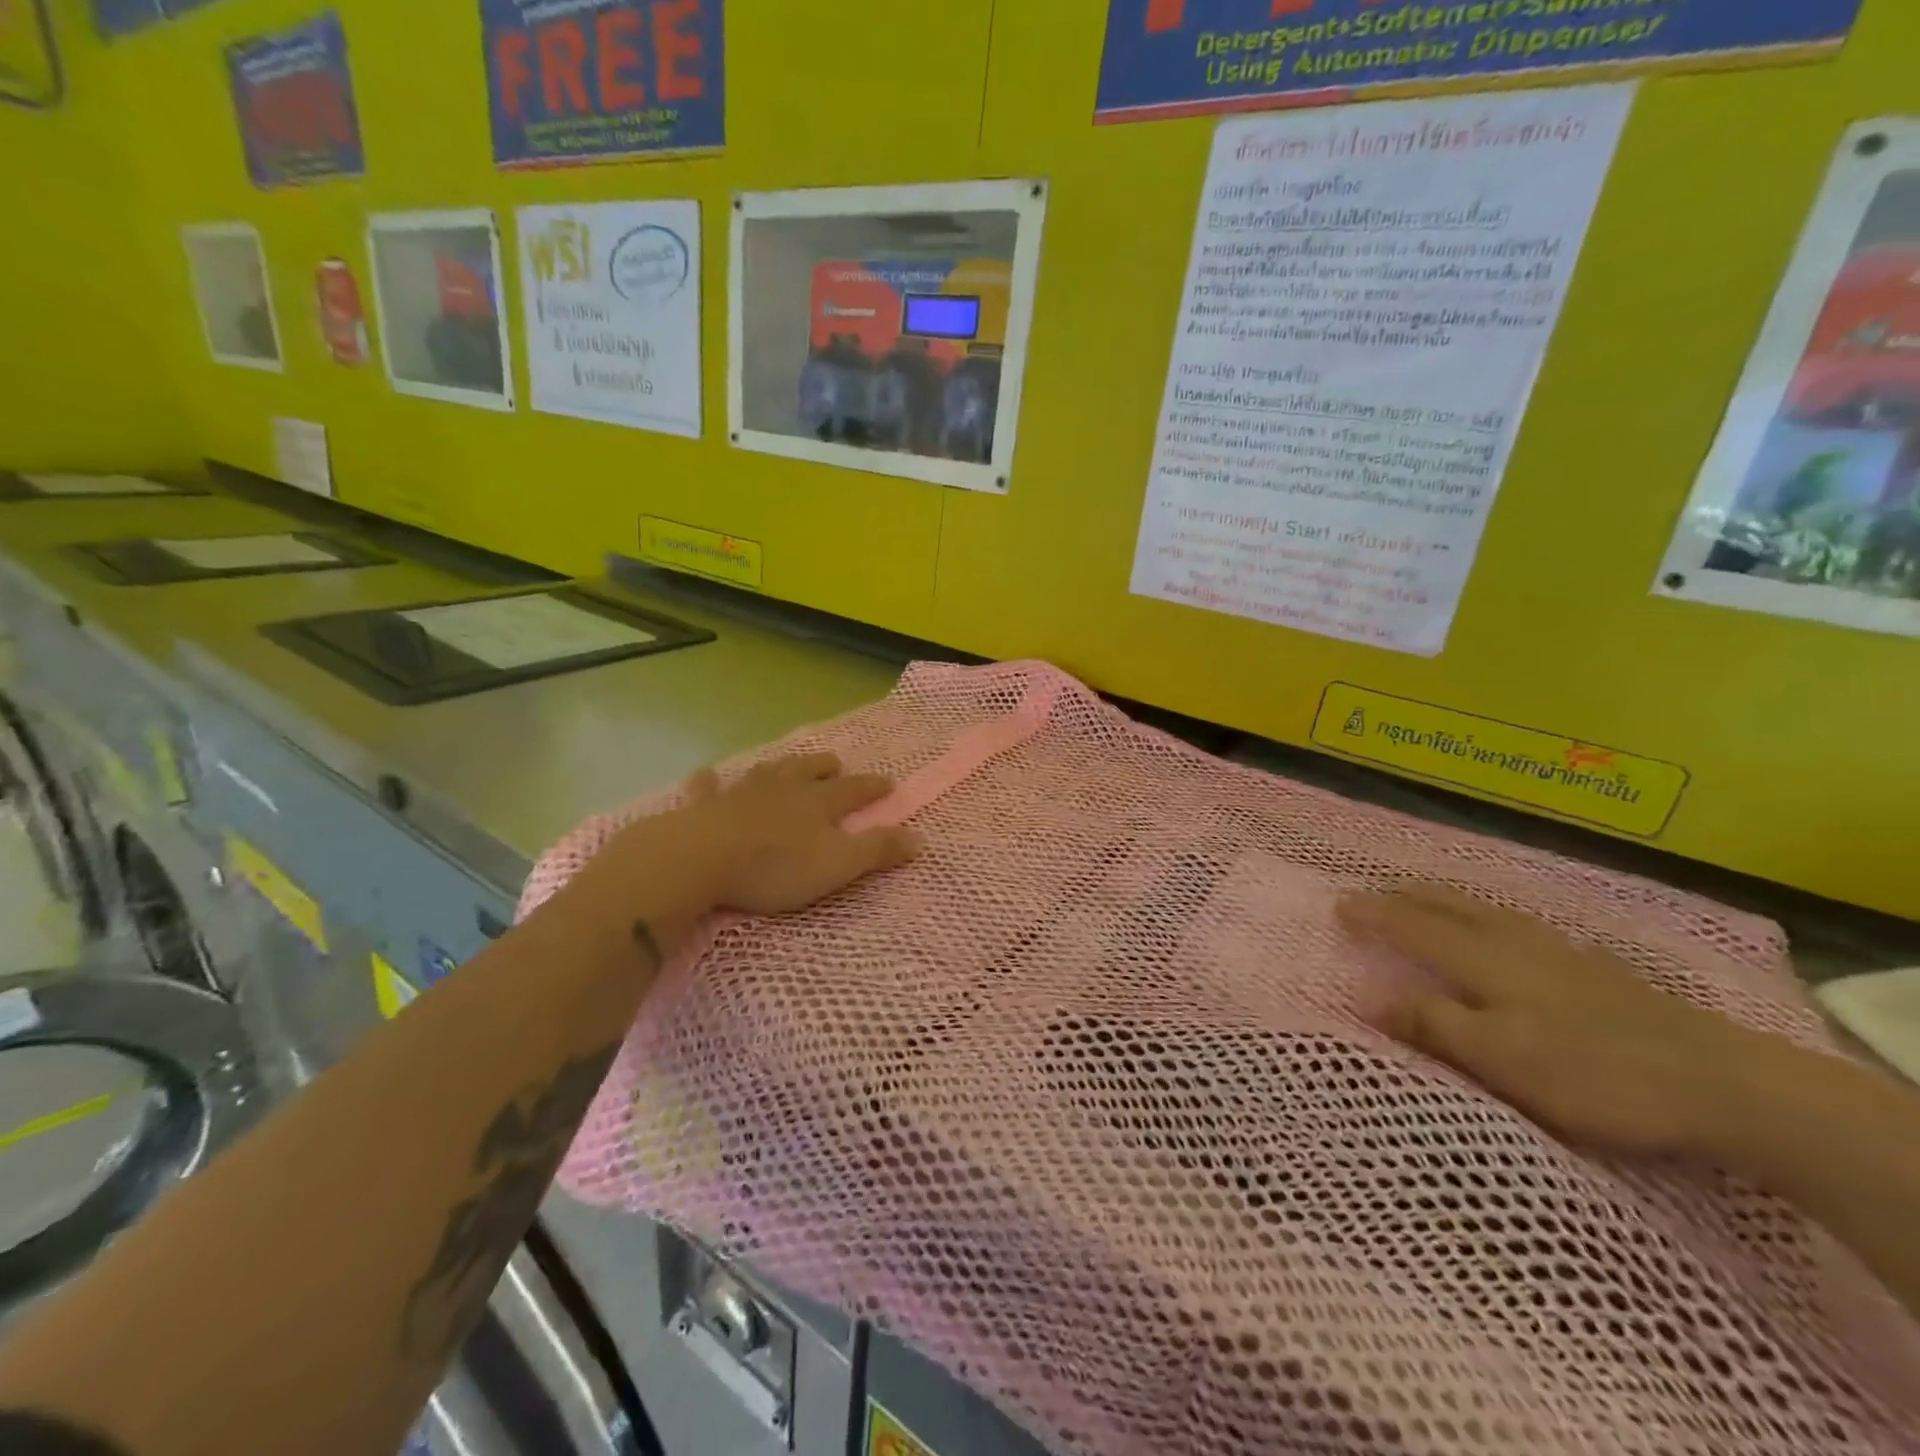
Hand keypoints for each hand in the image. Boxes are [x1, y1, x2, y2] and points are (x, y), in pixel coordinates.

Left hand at [605, 753, 919, 918]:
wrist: (701, 858)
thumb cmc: (775, 866)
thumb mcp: (838, 865)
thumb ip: (878, 851)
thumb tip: (920, 839)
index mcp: (817, 803)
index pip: (853, 791)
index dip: (873, 787)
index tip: (889, 783)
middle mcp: (783, 790)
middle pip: (808, 771)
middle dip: (825, 767)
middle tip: (835, 764)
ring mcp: (741, 794)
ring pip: (767, 772)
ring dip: (781, 767)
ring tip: (787, 764)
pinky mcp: (704, 807)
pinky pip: (708, 788)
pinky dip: (709, 781)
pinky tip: (707, 774)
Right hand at [1338, 884, 1775, 1159]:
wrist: (1724, 1084)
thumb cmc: (1594, 1073)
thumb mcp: (1499, 1059)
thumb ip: (1431, 1024)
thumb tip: (1363, 993)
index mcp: (1484, 961)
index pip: (1414, 928)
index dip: (1375, 915)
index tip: (1338, 903)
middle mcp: (1514, 943)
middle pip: (1450, 908)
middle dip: (1406, 896)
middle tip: (1374, 889)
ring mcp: (1560, 952)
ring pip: (1487, 911)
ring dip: (1446, 900)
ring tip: (1427, 896)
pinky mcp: (1597, 970)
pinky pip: (1521, 924)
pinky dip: (1491, 915)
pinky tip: (1509, 927)